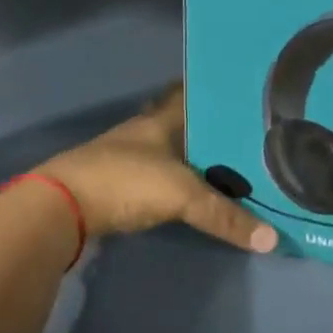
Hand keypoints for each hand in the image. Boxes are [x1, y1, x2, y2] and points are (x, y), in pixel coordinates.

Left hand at [38, 87, 276, 253]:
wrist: (60, 208)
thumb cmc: (125, 182)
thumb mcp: (183, 196)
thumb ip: (226, 216)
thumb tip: (272, 239)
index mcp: (163, 119)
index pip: (194, 94)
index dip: (218, 93)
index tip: (249, 96)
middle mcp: (147, 131)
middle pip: (189, 124)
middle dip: (217, 130)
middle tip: (255, 137)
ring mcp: (131, 157)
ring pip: (177, 151)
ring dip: (200, 158)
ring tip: (237, 165)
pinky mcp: (121, 183)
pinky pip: (164, 175)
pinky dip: (184, 181)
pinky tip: (201, 191)